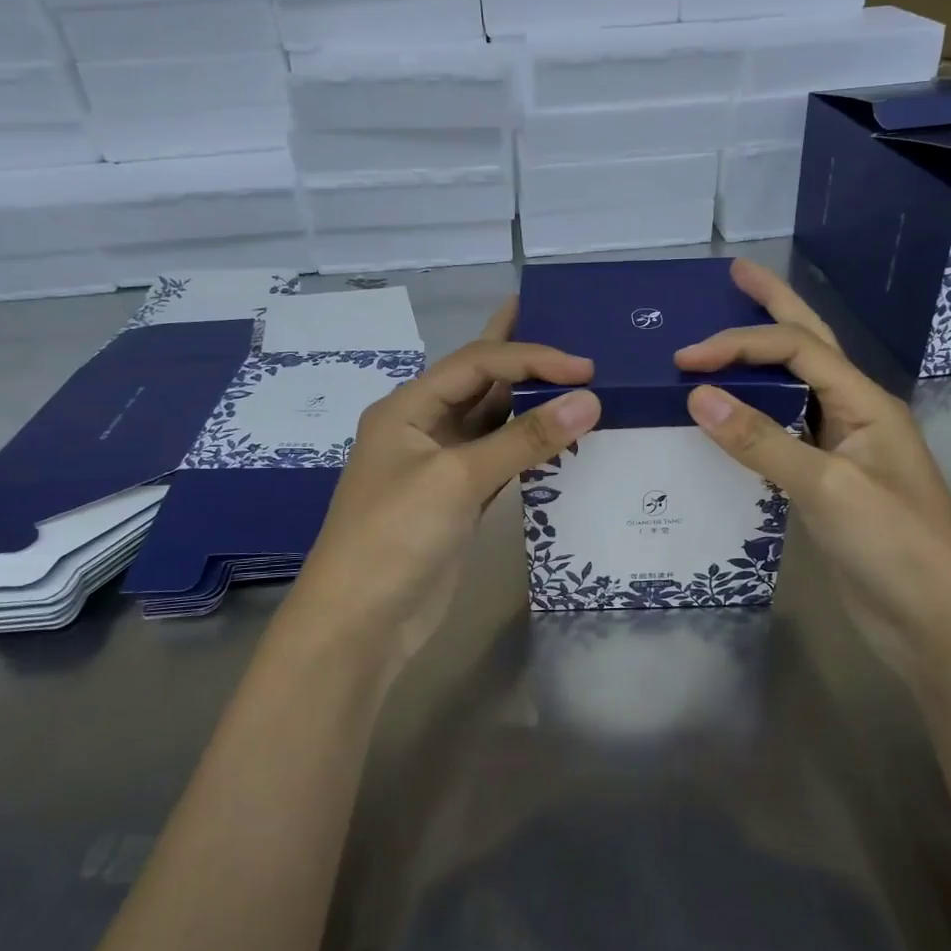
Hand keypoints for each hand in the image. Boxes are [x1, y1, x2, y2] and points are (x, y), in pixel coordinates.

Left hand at [288, 298, 600, 682]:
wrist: (360, 623)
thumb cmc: (396, 535)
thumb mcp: (457, 478)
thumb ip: (524, 439)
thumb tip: (590, 401)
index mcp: (408, 407)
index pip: (478, 363)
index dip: (531, 357)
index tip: (584, 368)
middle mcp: (424, 426)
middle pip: (481, 381)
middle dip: (521, 356)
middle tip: (565, 327)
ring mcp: (442, 465)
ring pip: (493, 420)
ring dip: (531, 403)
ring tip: (574, 377)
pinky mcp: (459, 500)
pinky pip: (501, 459)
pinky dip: (530, 447)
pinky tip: (559, 436)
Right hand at [674, 259, 950, 675]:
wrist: (936, 624)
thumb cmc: (894, 547)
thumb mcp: (827, 488)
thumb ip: (762, 441)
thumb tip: (698, 395)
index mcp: (866, 403)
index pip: (797, 350)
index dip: (740, 343)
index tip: (686, 358)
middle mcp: (855, 415)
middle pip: (810, 346)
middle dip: (773, 306)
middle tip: (734, 274)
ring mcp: (842, 450)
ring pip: (796, 389)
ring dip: (761, 359)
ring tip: (725, 334)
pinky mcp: (827, 484)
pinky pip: (784, 434)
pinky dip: (754, 416)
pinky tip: (729, 415)